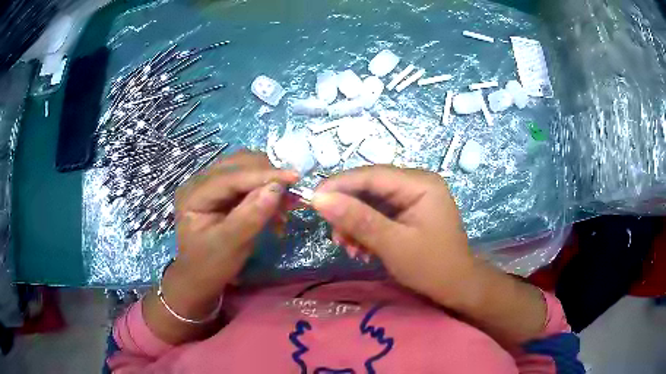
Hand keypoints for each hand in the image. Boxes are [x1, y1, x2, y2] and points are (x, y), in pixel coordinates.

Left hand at [165, 150, 298, 310]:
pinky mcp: (221, 191)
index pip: (230, 176)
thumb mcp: (231, 244)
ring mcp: (210, 184)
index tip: (294, 177)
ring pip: (244, 168)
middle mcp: (199, 182)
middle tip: (292, 194)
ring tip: (286, 202)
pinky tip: (275, 206)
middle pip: (237, 164)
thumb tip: (277, 188)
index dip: (262, 175)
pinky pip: (246, 181)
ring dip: (268, 180)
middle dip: (267, 175)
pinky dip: (264, 189)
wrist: (200, 279)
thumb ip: (251, 216)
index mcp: (193, 195)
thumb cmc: (210, 266)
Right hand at [312, 165, 474, 307]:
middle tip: (334, 235)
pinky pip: (380, 214)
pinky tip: (361, 248)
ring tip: (349, 248)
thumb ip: (357, 219)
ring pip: (372, 202)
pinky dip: (366, 230)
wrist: (456, 288)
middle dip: (348, 211)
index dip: (340, 185)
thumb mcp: (393, 244)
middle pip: (370, 188)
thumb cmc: (431, 267)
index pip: (372, 175)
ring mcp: (414, 198)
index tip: (313, 200)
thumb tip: (320, 199)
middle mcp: (417, 184)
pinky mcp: (409, 212)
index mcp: (420, 183)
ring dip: (355, 224)